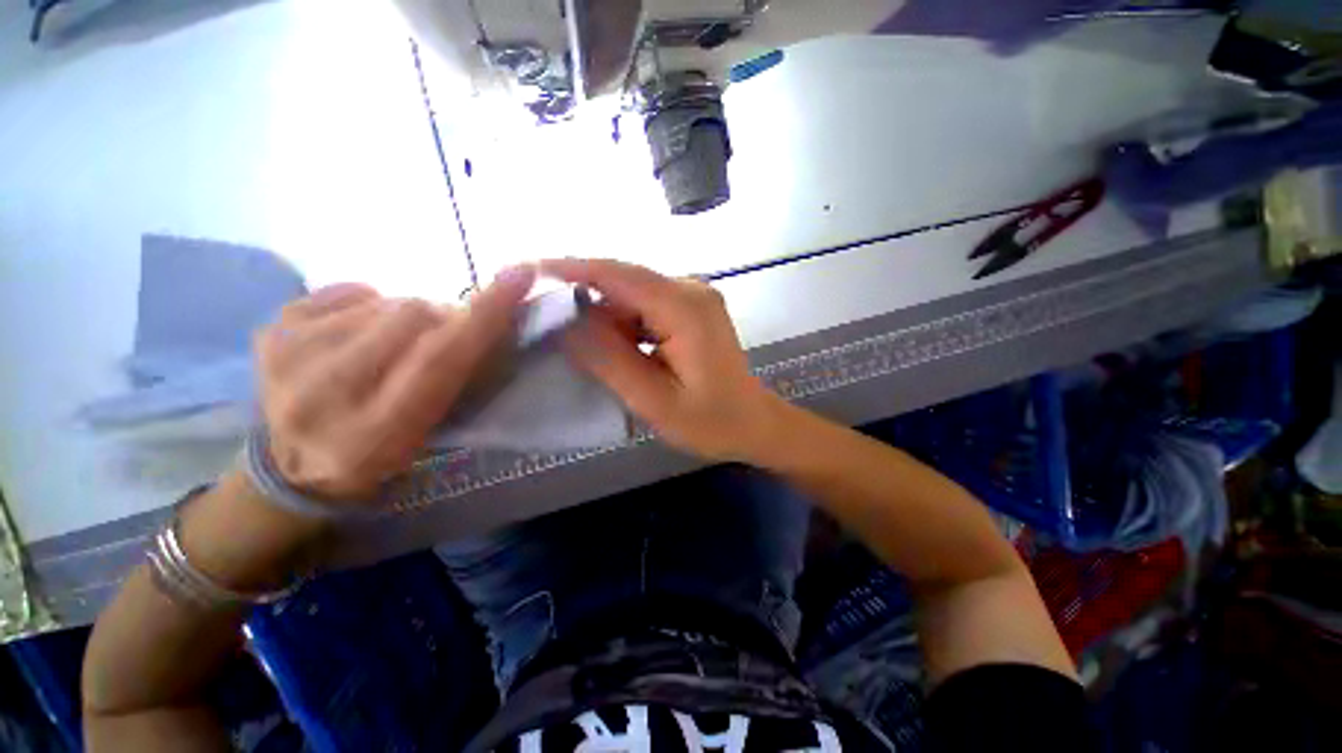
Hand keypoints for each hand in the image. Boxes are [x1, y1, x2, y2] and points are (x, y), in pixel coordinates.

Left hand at [254, 269, 534, 503]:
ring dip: (410, 316)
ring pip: (386, 302)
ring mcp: (290, 355)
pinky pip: (352, 292)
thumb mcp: (431, 430)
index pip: (440, 358)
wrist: (294, 465)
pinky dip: (372, 306)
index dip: (484, 316)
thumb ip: (460, 377)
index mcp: (376, 431)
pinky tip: (364, 333)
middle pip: (412, 316)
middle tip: (447, 336)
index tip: (519, 275)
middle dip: (444, 318)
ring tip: (397, 344)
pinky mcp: (273, 329)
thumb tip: (485, 317)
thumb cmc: (381, 453)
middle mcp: (325, 392)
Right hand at [543, 258, 789, 461]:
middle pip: (623, 283)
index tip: (527, 271)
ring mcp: (692, 297)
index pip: (618, 276)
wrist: (753, 423)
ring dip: (604, 319)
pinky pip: (645, 307)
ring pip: (631, 296)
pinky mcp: (690, 309)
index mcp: (685, 308)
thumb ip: (609, 360)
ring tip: (579, 348)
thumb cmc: (711, 422)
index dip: (571, 269)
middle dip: (583, 301)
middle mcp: (690, 290)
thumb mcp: (655, 401)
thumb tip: (565, 324)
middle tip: (545, 325)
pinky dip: (623, 325)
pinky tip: (614, 350)